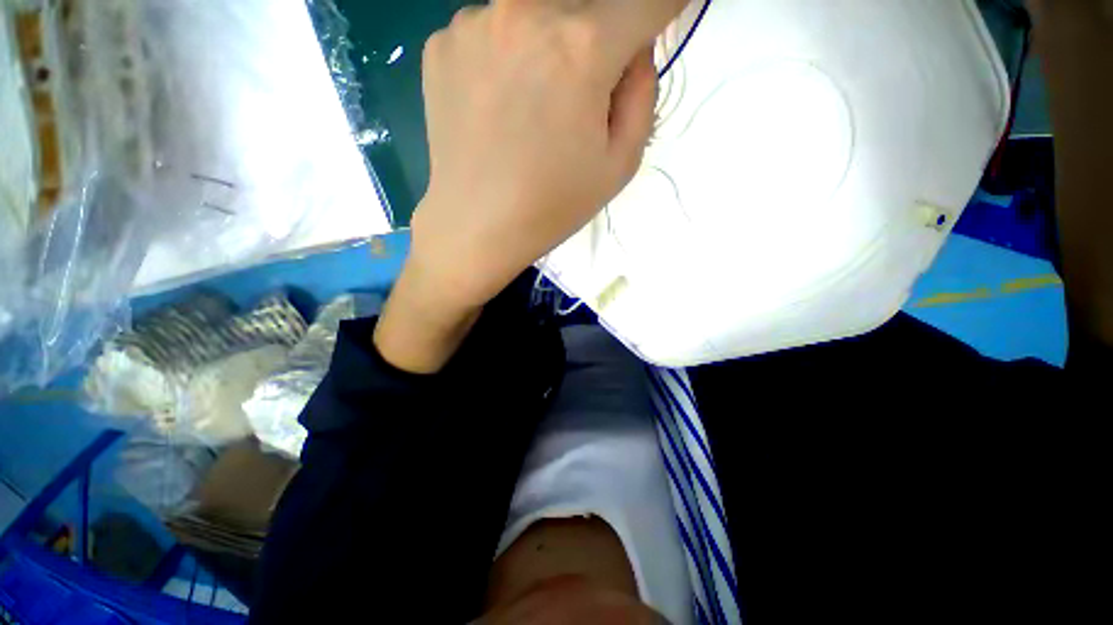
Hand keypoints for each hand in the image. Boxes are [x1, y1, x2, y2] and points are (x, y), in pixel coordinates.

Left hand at [376, 0, 688, 372]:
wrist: (477, 227)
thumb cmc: (552, 206)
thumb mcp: (620, 163)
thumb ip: (643, 93)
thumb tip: (636, 49)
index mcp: (582, 46)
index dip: (662, 6)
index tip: (661, 17)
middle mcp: (527, 10)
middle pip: (585, 5)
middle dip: (597, 39)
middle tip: (583, 91)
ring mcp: (475, 21)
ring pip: (536, 14)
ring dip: (548, 46)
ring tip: (532, 105)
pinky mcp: (442, 42)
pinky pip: (492, 32)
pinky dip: (506, 58)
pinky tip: (496, 106)